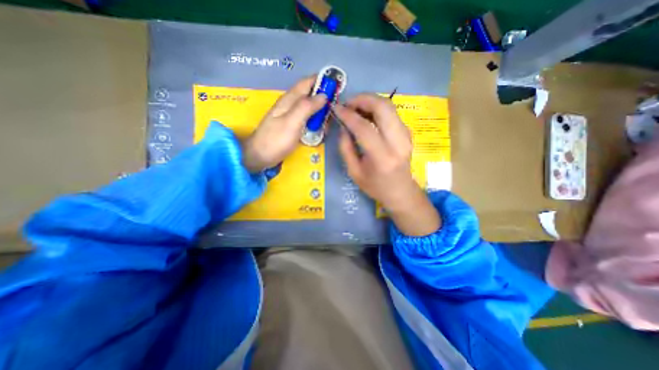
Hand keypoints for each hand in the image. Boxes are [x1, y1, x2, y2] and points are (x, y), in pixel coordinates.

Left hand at [242, 75, 325, 172]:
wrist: (260, 156)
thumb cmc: (276, 140)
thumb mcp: (292, 122)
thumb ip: (307, 107)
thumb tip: (323, 95)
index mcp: (289, 99)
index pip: (307, 83)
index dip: (322, 81)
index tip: (336, 87)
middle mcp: (290, 104)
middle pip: (310, 95)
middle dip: (323, 100)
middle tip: (334, 112)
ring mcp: (291, 116)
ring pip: (310, 108)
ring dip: (320, 113)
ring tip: (328, 124)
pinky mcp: (292, 126)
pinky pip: (307, 119)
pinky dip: (315, 122)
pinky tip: (319, 130)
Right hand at [336, 94, 439, 235]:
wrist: (401, 192)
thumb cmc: (375, 186)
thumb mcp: (354, 172)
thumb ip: (345, 148)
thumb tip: (343, 126)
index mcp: (382, 157)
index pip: (364, 127)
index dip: (348, 115)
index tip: (336, 108)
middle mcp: (398, 143)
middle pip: (383, 107)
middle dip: (362, 99)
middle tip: (347, 103)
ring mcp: (406, 135)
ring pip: (389, 106)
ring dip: (370, 101)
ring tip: (355, 108)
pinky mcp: (408, 132)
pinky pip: (392, 113)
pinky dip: (378, 108)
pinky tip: (367, 114)